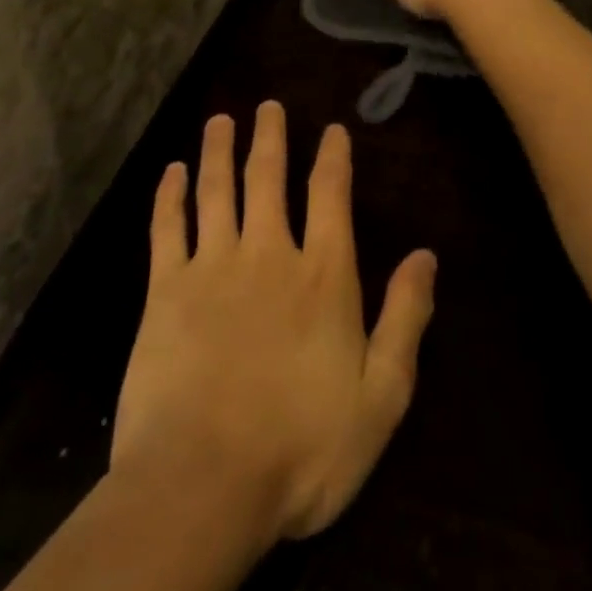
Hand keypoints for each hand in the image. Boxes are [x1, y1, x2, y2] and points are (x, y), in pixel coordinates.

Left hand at [112, 103, 436, 545]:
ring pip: (218, 190)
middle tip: (267, 105)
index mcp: (322, 275)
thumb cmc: (302, 447)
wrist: (203, 485)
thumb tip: (425, 256)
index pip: (330, 196)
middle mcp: (269, 254)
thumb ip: (405, 318)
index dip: (332, 158)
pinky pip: (168, 228)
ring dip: (220, 150)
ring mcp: (213, 267)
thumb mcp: (381, 395)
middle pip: (269, 178)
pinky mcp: (166, 291)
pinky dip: (170, 195)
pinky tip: (172, 172)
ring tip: (221, 119)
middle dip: (270, 137)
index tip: (332, 129)